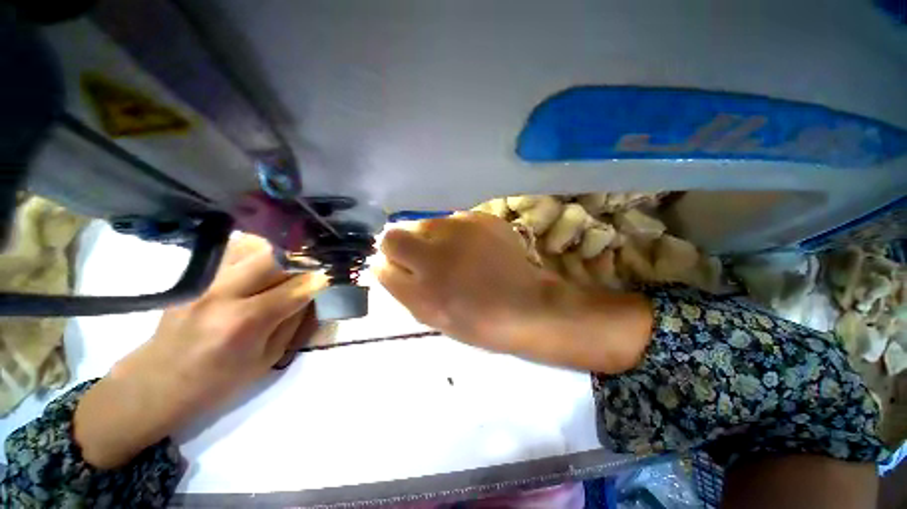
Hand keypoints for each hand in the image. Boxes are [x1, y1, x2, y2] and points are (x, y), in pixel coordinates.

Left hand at [74, 234, 325, 468]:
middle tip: (321, 261)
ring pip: (254, 245)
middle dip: (306, 257)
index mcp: (245, 323)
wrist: (156, 382)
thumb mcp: (267, 359)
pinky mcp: (196, 274)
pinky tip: (268, 256)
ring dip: (284, 248)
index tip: (338, 273)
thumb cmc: (218, 381)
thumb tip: (316, 293)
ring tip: (298, 256)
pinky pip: (234, 248)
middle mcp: (223, 293)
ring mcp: (205, 280)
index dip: (322, 279)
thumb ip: (295, 321)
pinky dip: (259, 247)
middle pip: (276, 257)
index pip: (297, 288)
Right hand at [375, 213, 651, 371]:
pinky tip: (470, 245)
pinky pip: (450, 219)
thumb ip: (405, 291)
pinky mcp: (480, 219)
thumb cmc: (481, 323)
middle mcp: (435, 257)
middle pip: (393, 235)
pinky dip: (452, 232)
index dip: (387, 264)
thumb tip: (386, 265)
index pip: (382, 263)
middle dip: (398, 245)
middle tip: (418, 255)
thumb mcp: (434, 319)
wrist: (530, 306)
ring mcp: (459, 233)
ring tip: (449, 251)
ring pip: (422, 223)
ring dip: (427, 236)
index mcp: (423, 292)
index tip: (398, 266)